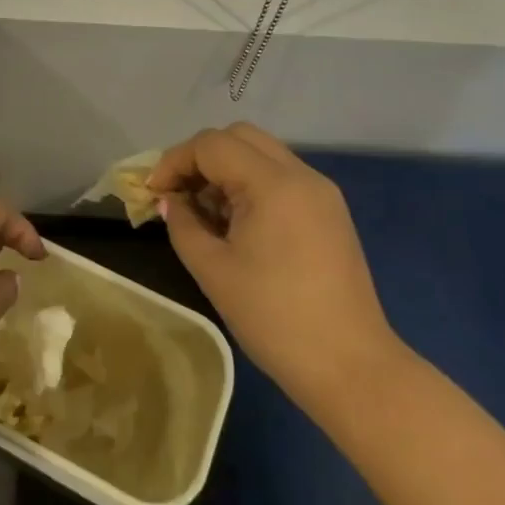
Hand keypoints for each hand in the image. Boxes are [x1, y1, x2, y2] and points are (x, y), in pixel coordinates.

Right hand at [151, 124, 406, 410]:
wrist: (351, 368)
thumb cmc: (274, 319)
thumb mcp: (213, 270)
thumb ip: (183, 224)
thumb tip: (170, 201)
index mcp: (273, 184)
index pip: (212, 145)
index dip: (174, 161)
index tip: (153, 193)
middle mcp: (301, 175)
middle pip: (239, 137)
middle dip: (200, 157)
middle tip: (178, 194)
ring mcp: (321, 192)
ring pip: (261, 154)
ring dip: (226, 170)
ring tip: (204, 212)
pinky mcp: (330, 212)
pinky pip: (281, 178)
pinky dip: (251, 185)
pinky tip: (236, 223)